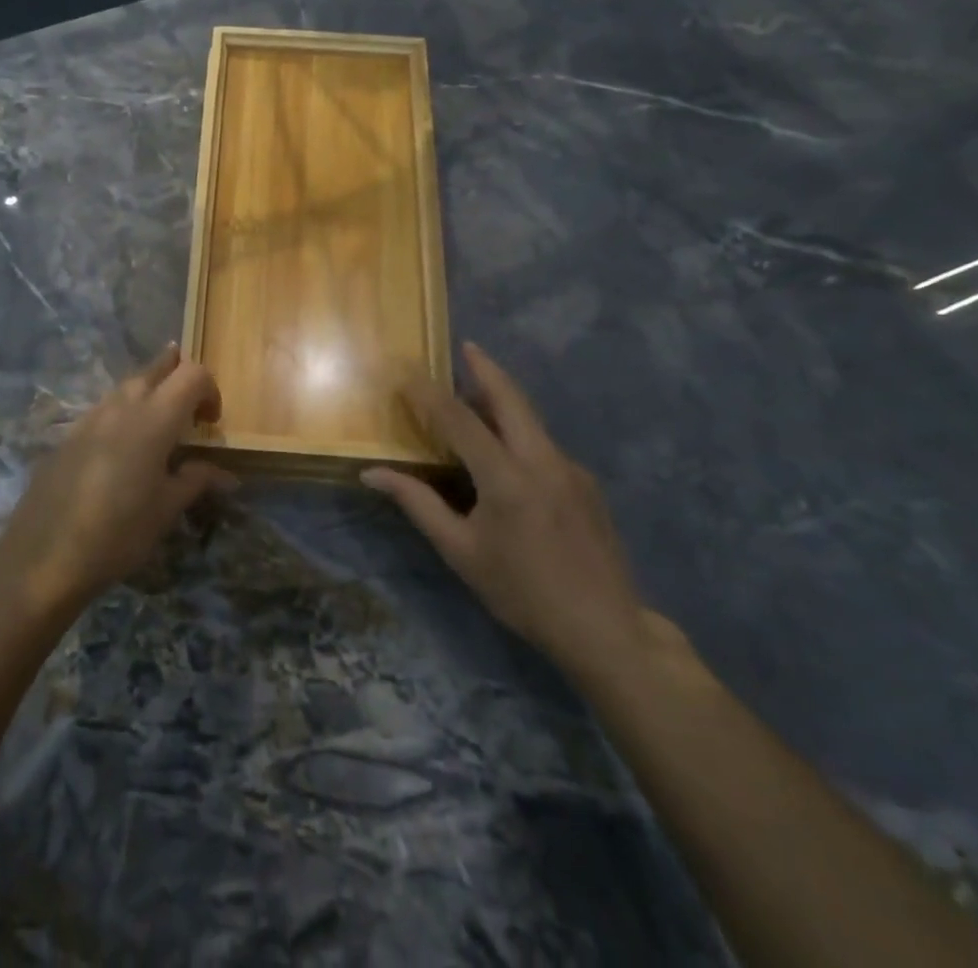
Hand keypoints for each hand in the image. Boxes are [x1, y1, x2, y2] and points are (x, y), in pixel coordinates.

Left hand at [0, 344, 234, 613]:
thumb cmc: (118, 532)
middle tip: (190, 410)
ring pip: (127, 386)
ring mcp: (90, 417)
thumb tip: (224, 473)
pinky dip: (123, 414)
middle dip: (178, 377)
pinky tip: (122, 448)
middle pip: (156, 369)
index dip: (210, 390)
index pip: (192, 375)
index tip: (211, 424)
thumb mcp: (166, 509)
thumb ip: (196, 480)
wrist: (43, 556)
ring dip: (150, 393)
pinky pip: (104, 409)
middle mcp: (123, 405)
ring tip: (160, 426)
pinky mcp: (69, 435)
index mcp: (155, 417)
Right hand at [363, 343, 652, 683]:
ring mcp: (571, 469)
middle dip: (486, 368)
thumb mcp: (461, 552)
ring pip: (531, 420)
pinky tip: (506, 455)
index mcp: (507, 478)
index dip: (428, 393)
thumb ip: (417, 504)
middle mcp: (543, 461)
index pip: (459, 420)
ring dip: (503, 399)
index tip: (405, 371)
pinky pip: (544, 445)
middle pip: (511, 399)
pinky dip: (519, 432)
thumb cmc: (522, 592)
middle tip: (466, 346)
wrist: (605, 630)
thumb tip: (372, 473)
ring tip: (476, 395)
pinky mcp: (586, 484)